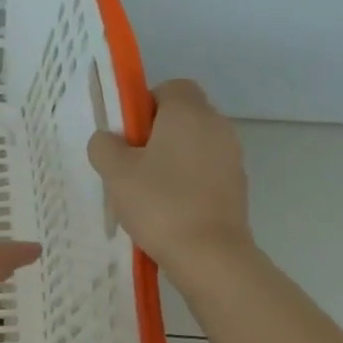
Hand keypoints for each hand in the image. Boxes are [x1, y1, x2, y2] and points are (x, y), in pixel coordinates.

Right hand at [88, 79, 251, 270]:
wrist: (210, 256)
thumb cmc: (159, 203)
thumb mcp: (115, 172)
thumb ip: (104, 145)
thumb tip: (110, 140)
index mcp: (189, 113)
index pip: (171, 87)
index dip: (145, 104)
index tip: (128, 133)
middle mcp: (217, 126)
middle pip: (183, 115)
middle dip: (156, 132)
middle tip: (130, 162)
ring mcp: (232, 157)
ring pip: (195, 144)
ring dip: (172, 157)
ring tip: (147, 189)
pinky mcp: (237, 186)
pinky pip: (206, 169)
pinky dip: (188, 180)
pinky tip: (168, 208)